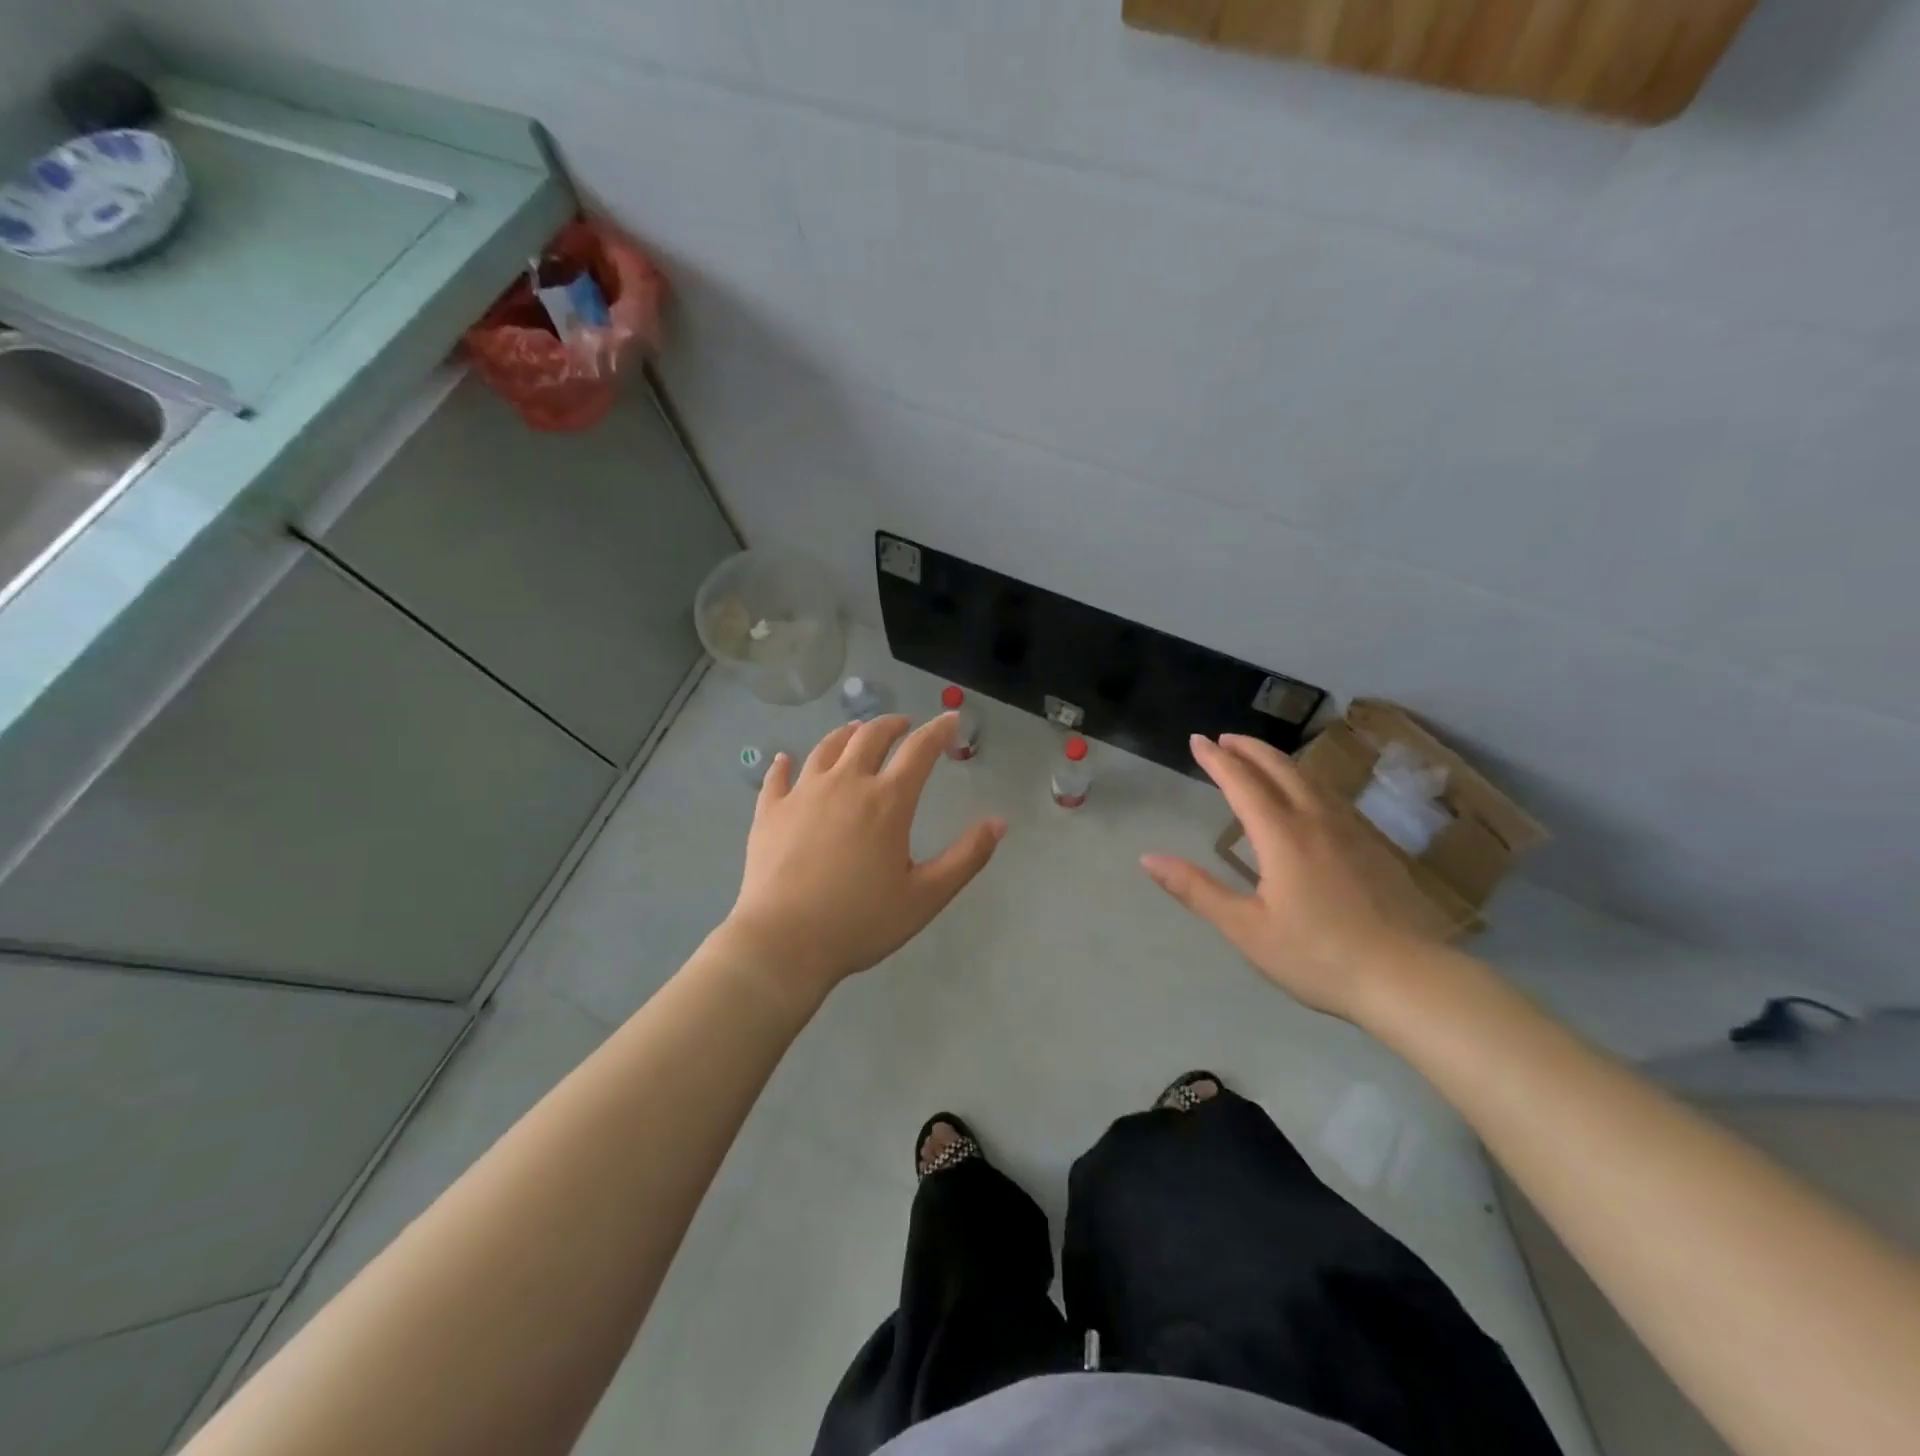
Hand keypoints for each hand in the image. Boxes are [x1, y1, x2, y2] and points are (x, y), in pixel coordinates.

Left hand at [721, 714, 1005, 1002]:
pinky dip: (785, 764)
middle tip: (903, 724)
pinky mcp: (770, 811)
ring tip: (856, 731)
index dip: (939, 730)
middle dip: (892, 724)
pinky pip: (778, 777)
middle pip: (870, 737)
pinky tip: (785, 760)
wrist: (783, 942)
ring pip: (826, 747)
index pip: (920, 750)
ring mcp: (803, 793)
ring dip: (847, 734)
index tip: (950, 720)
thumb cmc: (860, 921)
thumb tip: (998, 822)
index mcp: (888, 801)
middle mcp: (845, 783)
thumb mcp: (926, 896)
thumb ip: (966, 857)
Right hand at [1141, 734, 1432, 1019]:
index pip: (1242, 783)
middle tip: (1225, 738)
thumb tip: (1148, 859)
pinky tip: (1308, 797)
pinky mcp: (1374, 847)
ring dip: (1279, 761)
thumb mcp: (1246, 929)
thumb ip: (1197, 890)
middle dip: (1249, 749)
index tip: (1197, 740)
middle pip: (1280, 769)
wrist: (1408, 979)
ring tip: (1259, 758)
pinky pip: (1331, 796)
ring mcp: (1351, 831)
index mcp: (1282, 836)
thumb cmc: (1318, 956)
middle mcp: (1316, 821)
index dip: (1217, 760)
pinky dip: (1306, 781)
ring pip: (1310, 779)